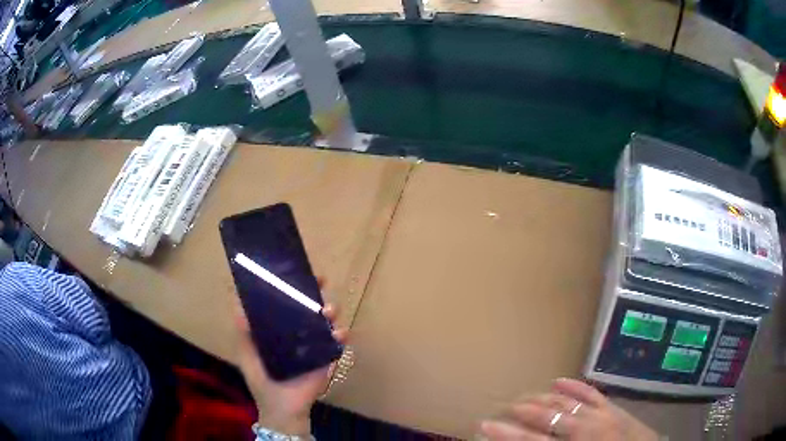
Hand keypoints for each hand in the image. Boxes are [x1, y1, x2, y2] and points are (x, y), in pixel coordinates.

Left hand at [234, 292, 347, 435]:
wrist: (280, 407)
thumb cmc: (261, 379)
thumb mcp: (247, 354)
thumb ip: (243, 332)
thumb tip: (238, 306)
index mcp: (280, 329)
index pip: (289, 302)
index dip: (295, 287)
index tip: (299, 273)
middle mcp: (299, 332)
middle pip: (311, 307)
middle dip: (317, 292)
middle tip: (321, 283)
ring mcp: (314, 345)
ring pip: (327, 321)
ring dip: (330, 311)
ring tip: (327, 312)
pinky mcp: (327, 358)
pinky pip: (337, 343)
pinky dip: (341, 335)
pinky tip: (338, 333)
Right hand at [480, 378, 658, 440]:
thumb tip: (532, 440)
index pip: (533, 440)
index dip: (506, 433)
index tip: (484, 425)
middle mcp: (587, 428)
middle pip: (547, 416)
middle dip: (521, 412)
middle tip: (501, 407)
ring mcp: (603, 415)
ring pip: (567, 400)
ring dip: (543, 397)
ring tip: (524, 395)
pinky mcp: (614, 408)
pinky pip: (592, 393)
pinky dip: (574, 386)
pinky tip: (559, 379)